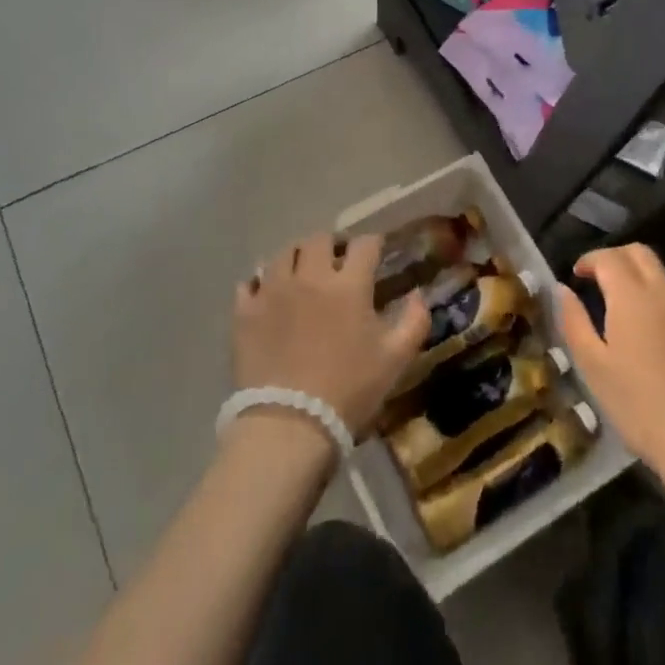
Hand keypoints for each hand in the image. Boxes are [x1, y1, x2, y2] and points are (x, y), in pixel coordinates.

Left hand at [233, 232, 429, 435]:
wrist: (289, 425)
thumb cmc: (349, 391)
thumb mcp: (395, 360)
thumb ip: (414, 321)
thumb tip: (419, 294)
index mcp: (348, 285)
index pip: (364, 245)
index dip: (374, 243)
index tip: (377, 251)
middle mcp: (309, 276)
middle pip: (319, 239)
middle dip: (332, 245)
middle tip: (337, 261)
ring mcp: (272, 291)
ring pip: (283, 254)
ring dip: (296, 257)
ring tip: (301, 272)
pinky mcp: (245, 312)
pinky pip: (250, 283)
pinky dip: (261, 282)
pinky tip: (268, 294)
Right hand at [555, 244, 664, 481]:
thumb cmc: (639, 405)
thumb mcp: (593, 367)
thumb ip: (574, 321)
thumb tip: (563, 289)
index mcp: (632, 295)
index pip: (609, 258)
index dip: (589, 260)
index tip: (577, 274)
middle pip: (641, 253)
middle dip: (617, 258)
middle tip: (601, 279)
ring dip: (645, 275)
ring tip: (632, 301)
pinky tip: (663, 327)